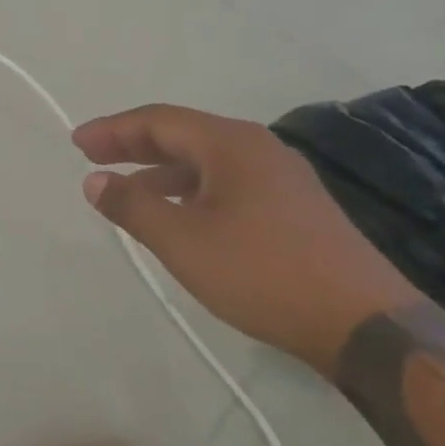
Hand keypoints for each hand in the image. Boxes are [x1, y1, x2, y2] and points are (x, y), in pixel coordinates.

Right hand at [74, 104, 419, 374]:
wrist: (367, 324)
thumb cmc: (264, 272)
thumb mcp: (183, 241)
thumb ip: (133, 206)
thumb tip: (94, 181)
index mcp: (230, 143)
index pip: (158, 121)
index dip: (113, 130)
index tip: (77, 144)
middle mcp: (258, 148)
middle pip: (183, 135)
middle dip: (134, 145)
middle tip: (93, 158)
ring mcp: (282, 177)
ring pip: (206, 161)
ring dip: (162, 171)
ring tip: (128, 190)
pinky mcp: (296, 208)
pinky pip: (227, 183)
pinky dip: (191, 190)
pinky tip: (181, 216)